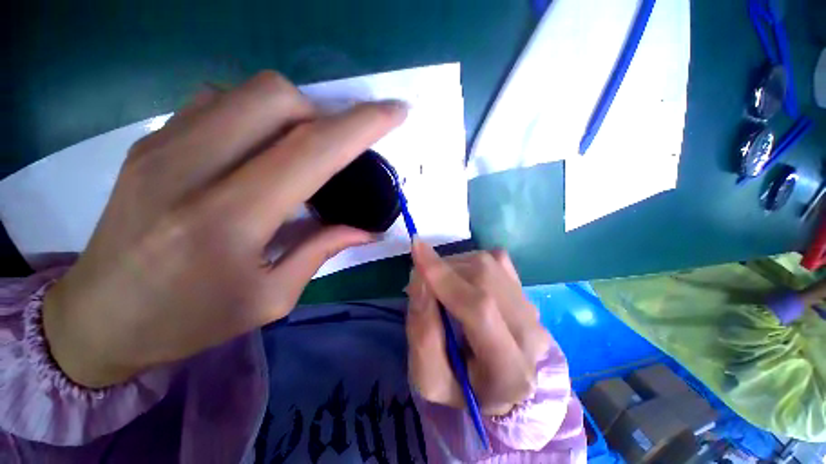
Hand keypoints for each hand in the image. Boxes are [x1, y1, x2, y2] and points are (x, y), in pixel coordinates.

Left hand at [43, 72, 407, 387]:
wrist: (98, 318)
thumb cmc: (188, 320)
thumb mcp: (270, 298)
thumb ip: (322, 250)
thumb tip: (367, 229)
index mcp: (229, 220)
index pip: (313, 150)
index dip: (362, 125)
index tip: (396, 111)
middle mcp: (191, 168)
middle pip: (276, 97)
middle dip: (322, 113)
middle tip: (332, 150)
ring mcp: (162, 146)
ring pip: (247, 92)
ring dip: (289, 113)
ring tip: (297, 152)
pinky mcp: (150, 141)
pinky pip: (217, 100)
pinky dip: (255, 115)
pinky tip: (257, 149)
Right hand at [406, 241, 551, 415]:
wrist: (497, 383)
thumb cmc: (459, 386)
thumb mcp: (428, 377)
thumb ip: (422, 333)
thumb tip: (420, 279)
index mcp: (509, 369)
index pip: (479, 309)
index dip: (444, 277)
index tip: (416, 248)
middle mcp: (530, 333)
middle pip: (483, 277)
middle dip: (443, 272)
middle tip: (423, 285)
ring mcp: (531, 306)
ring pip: (487, 263)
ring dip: (453, 267)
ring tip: (442, 288)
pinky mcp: (525, 289)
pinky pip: (494, 259)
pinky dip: (468, 263)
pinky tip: (462, 282)